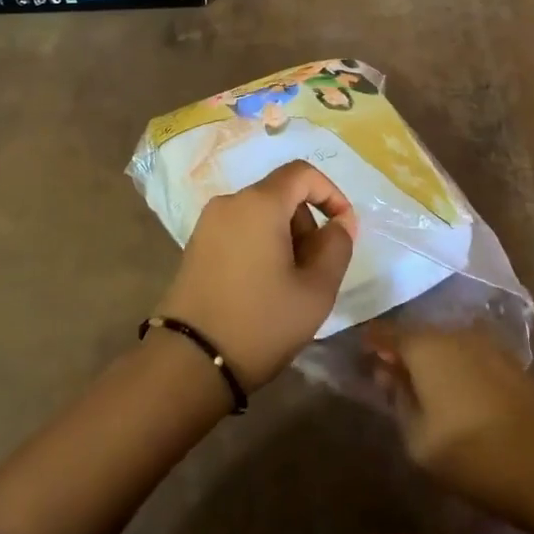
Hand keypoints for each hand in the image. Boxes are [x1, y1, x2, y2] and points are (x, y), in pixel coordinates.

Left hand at [155, 160, 357, 389]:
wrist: (189, 361)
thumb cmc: (261, 322)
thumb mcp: (316, 290)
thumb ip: (337, 247)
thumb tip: (341, 221)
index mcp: (259, 203)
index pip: (302, 173)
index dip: (331, 193)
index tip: (344, 228)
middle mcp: (230, 202)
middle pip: (281, 194)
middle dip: (307, 223)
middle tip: (317, 269)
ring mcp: (208, 223)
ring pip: (261, 214)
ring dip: (285, 237)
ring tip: (291, 285)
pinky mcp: (196, 245)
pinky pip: (240, 230)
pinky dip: (260, 245)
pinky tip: (263, 287)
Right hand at [371, 324, 533, 527]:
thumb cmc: (471, 456)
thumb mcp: (418, 440)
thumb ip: (397, 400)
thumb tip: (387, 373)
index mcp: (426, 346)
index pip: (387, 333)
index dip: (372, 342)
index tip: (361, 354)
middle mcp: (454, 333)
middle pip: (418, 334)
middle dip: (402, 350)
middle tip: (390, 374)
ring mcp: (486, 343)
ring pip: (446, 342)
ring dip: (431, 358)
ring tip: (424, 385)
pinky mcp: (510, 360)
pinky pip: (470, 354)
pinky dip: (457, 365)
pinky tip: (458, 390)